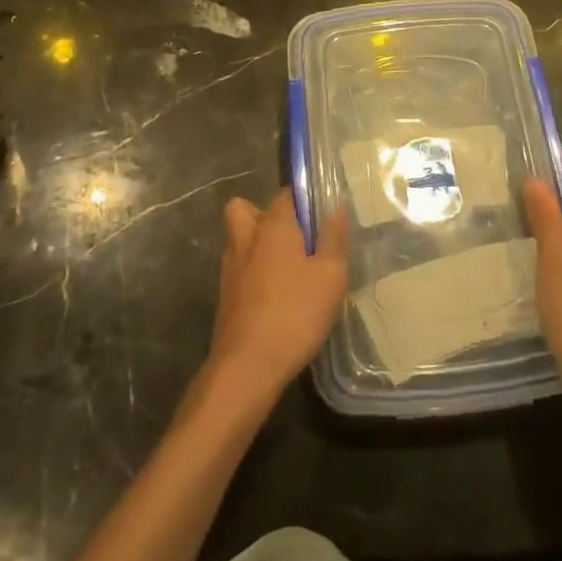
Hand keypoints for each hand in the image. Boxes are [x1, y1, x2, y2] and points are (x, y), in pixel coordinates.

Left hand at [204, 188, 348, 409]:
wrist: (247, 366)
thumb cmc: (294, 314)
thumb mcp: (330, 276)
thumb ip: (334, 239)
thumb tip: (336, 207)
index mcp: (273, 226)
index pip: (285, 194)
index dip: (303, 199)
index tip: (320, 217)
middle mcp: (246, 238)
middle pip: (246, 208)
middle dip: (266, 215)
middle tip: (294, 237)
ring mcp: (230, 267)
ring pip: (239, 238)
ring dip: (256, 243)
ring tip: (286, 267)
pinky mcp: (225, 295)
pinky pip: (238, 267)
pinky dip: (252, 271)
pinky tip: (274, 295)